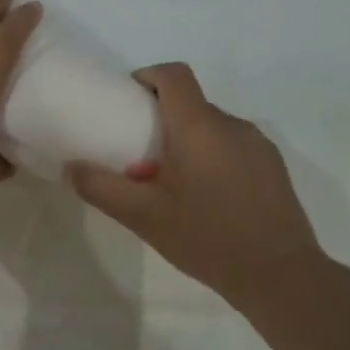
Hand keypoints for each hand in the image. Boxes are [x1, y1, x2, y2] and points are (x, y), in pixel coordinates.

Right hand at [67, 63, 323, 308]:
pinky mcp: (274, 167)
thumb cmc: (206, 238)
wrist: (279, 274)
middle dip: (161, 120)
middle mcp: (232, 125)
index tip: (127, 101)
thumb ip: (101, 188)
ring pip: (213, 128)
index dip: (147, 76)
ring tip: (172, 184)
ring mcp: (258, 145)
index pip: (174, 75)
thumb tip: (71, 168)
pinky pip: (234, 148)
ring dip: (188, 142)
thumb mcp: (143, 217)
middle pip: (191, 104)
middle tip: (140, 157)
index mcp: (199, 127)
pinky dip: (213, 158)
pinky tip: (207, 200)